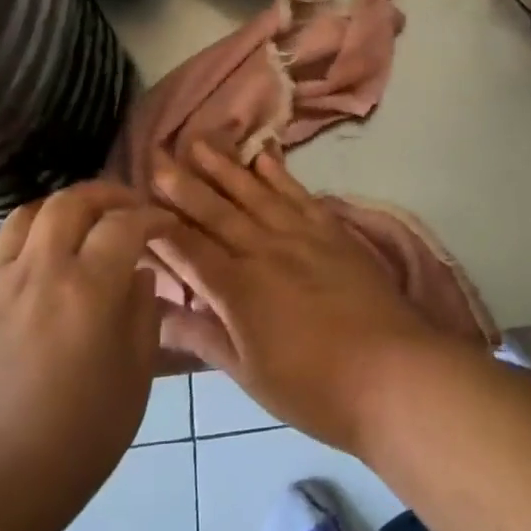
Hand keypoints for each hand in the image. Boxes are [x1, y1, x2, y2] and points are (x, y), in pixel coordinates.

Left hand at [0, 183, 171, 530]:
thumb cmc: (67, 450)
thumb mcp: (131, 389)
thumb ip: (141, 321)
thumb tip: (140, 277)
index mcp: (87, 292)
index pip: (125, 224)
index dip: (152, 216)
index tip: (167, 226)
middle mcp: (41, 272)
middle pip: (72, 201)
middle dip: (107, 195)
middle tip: (129, 211)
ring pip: (31, 213)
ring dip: (66, 207)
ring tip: (86, 226)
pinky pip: (6, 247)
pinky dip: (36, 236)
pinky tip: (50, 267)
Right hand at [149, 142, 448, 452]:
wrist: (394, 371)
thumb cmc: (315, 388)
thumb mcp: (250, 375)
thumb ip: (205, 337)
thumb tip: (159, 315)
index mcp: (238, 288)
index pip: (189, 248)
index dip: (161, 225)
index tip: (137, 201)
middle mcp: (265, 250)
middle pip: (217, 211)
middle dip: (184, 184)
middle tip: (158, 154)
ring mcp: (301, 235)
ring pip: (254, 193)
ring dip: (225, 167)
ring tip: (201, 142)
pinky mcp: (333, 231)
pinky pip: (298, 194)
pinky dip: (279, 174)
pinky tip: (263, 157)